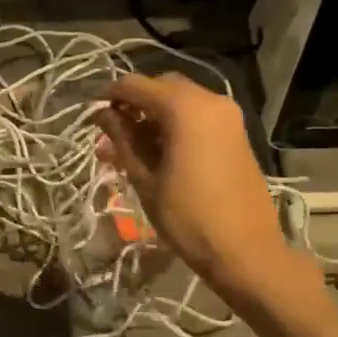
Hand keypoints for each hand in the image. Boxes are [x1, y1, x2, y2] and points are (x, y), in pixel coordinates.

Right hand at [93, 73, 318, 304]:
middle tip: (112, 132)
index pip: (136, 85)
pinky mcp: (236, 134)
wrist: (245, 250)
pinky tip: (159, 152)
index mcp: (185, 108)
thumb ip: (122, 139)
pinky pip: (199, 116)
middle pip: (162, 87)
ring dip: (154, 116)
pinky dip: (176, 125)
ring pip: (181, 102)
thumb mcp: (145, 178)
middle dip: (135, 104)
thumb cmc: (187, 216)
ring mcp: (228, 117)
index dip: (111, 95)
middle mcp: (210, 101)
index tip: (92, 115)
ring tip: (130, 148)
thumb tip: (102, 114)